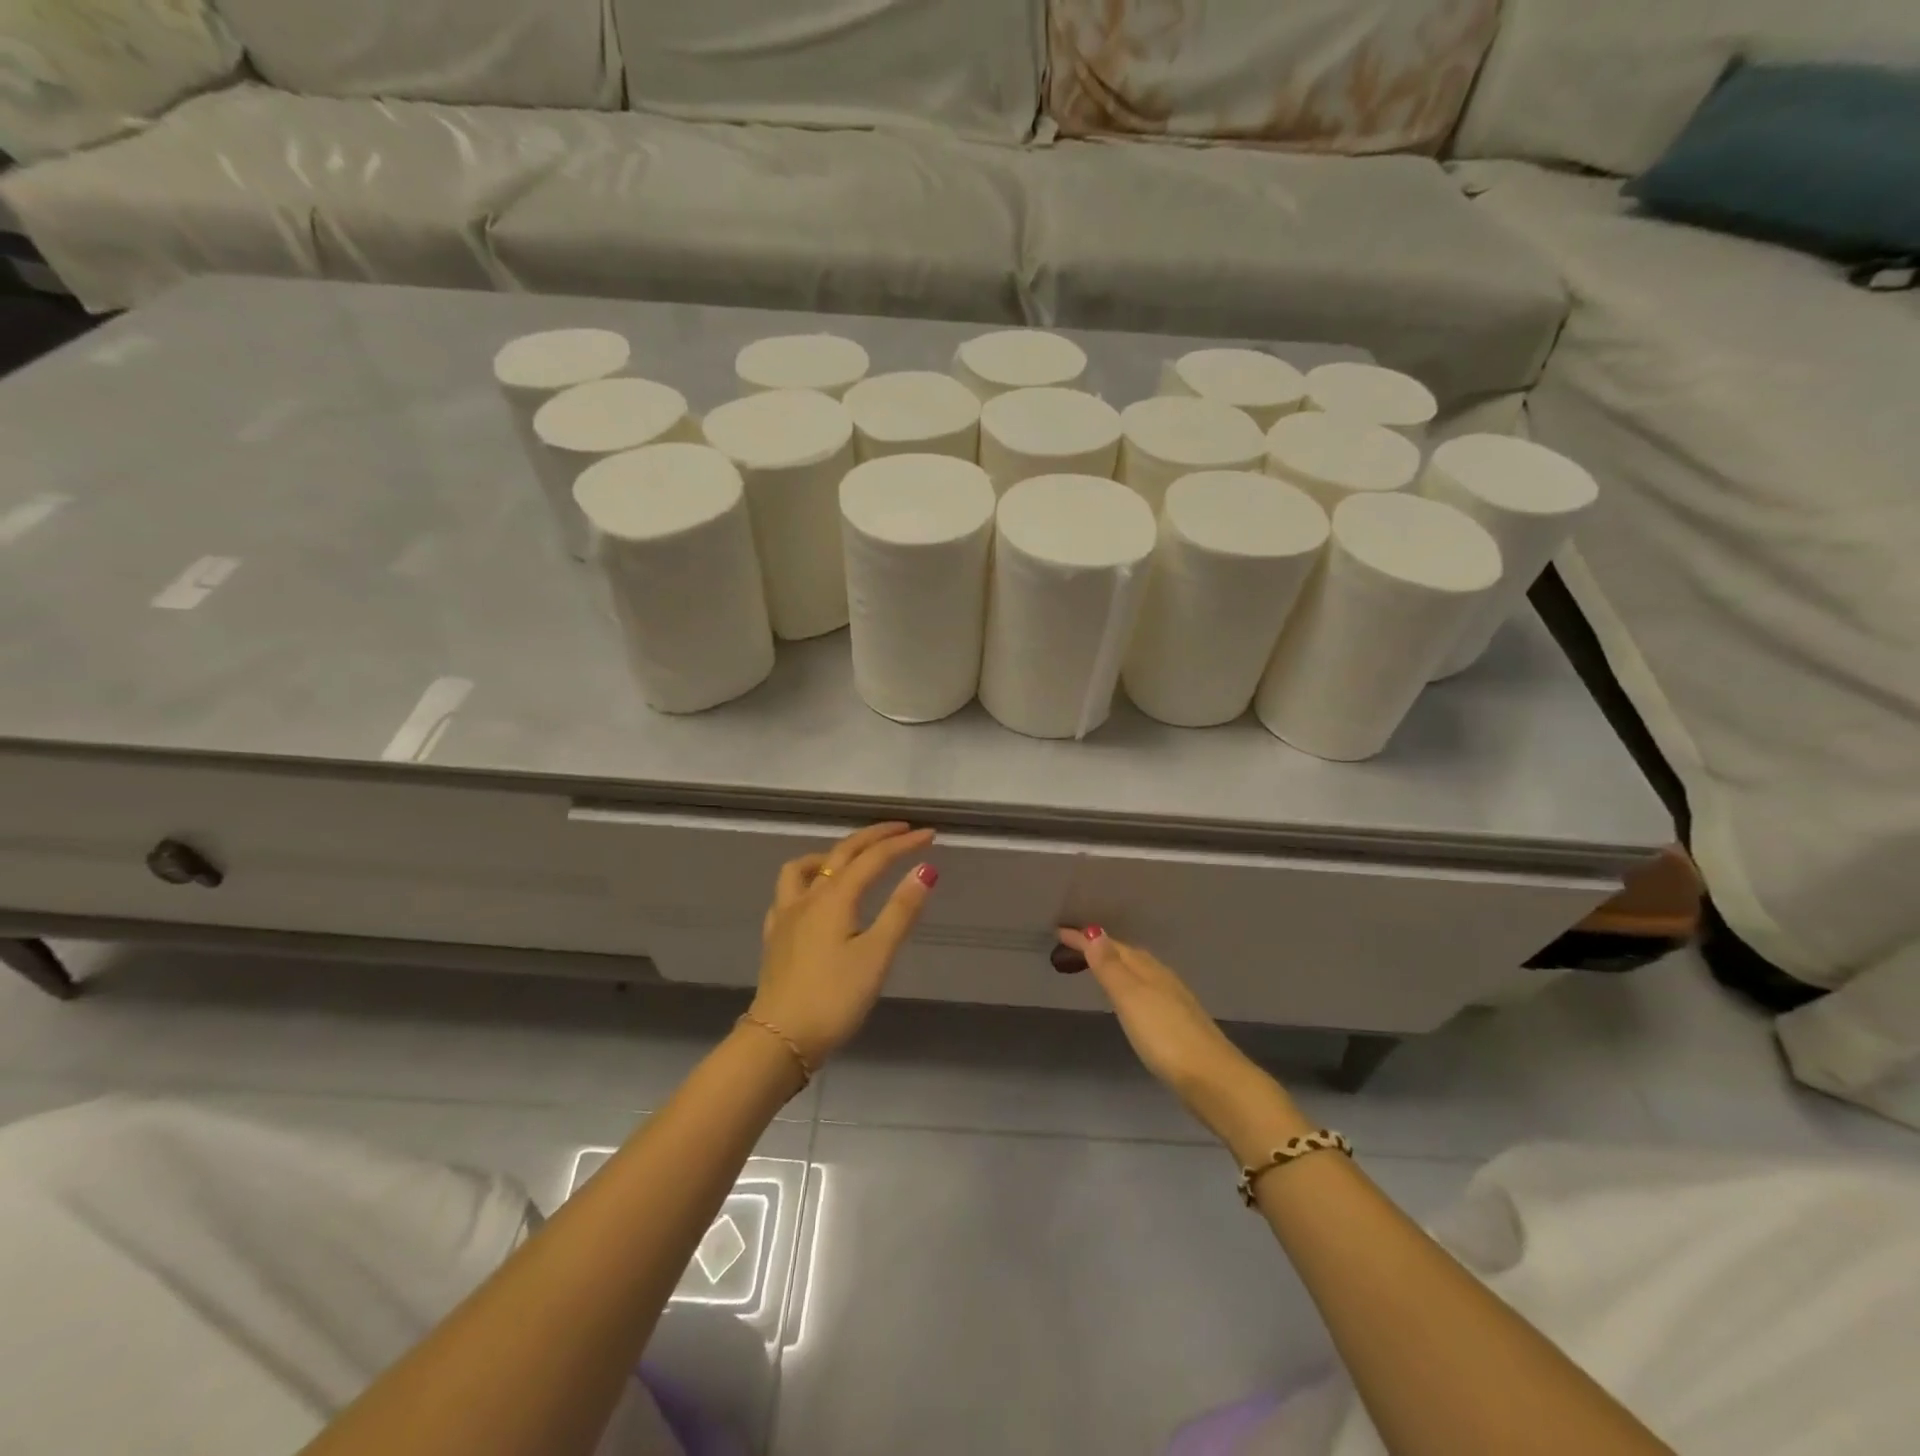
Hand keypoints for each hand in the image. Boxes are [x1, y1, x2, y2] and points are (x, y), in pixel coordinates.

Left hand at [752, 823, 937, 1065]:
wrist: (780, 1039)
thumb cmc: (835, 998)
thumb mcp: (876, 955)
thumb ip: (901, 910)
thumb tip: (925, 869)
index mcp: (835, 897)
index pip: (873, 858)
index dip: (903, 844)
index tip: (930, 834)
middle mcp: (808, 897)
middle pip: (841, 853)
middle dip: (872, 837)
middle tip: (901, 831)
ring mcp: (786, 916)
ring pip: (804, 867)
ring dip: (831, 853)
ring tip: (851, 858)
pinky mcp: (775, 937)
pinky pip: (787, 893)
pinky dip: (806, 880)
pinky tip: (813, 896)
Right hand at [1058, 927, 1306, 1155]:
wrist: (1213, 1080)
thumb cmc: (1165, 1037)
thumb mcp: (1131, 999)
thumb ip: (1110, 967)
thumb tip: (1094, 931)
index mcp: (1147, 969)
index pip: (1110, 945)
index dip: (1084, 938)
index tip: (1058, 931)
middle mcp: (1162, 978)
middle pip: (1127, 954)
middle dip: (1099, 947)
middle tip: (1071, 946)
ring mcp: (1174, 1000)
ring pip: (1139, 971)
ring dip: (1115, 964)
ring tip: (1094, 966)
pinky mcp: (1179, 1023)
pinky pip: (1146, 989)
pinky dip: (1129, 984)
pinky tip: (1128, 999)